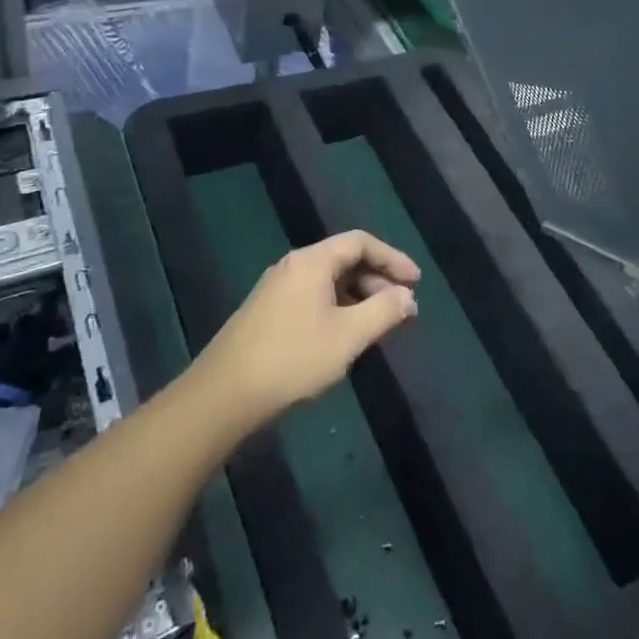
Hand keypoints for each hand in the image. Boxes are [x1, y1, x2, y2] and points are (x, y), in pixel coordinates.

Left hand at [194, 230, 419, 426]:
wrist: (222, 396)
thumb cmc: (292, 359)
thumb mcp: (348, 336)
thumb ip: (384, 311)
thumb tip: (407, 297)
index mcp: (312, 262)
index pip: (360, 242)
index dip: (393, 258)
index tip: (415, 282)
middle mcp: (293, 266)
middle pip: (344, 260)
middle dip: (378, 281)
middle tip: (401, 310)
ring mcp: (276, 290)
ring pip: (328, 282)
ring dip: (359, 298)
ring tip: (378, 326)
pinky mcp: (266, 313)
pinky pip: (313, 298)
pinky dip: (338, 309)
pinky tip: (345, 337)